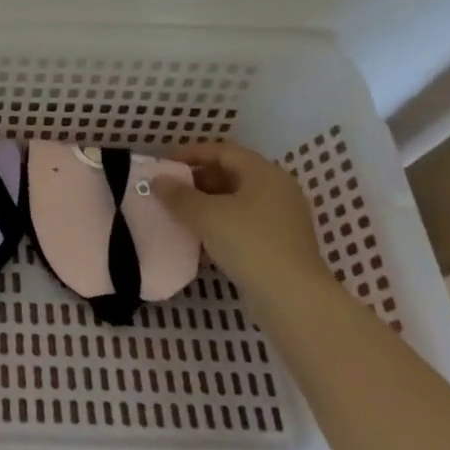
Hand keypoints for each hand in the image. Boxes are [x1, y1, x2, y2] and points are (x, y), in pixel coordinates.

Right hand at [152, 142, 331, 292]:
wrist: (292, 299)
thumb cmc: (249, 243)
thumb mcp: (206, 215)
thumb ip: (178, 195)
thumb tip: (157, 180)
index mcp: (264, 174)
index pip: (223, 151)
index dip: (191, 153)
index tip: (164, 163)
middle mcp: (277, 191)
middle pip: (231, 174)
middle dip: (197, 179)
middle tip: (169, 189)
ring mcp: (281, 219)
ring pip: (236, 202)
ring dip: (206, 204)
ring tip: (178, 214)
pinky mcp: (279, 245)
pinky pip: (243, 224)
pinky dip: (219, 225)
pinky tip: (198, 240)